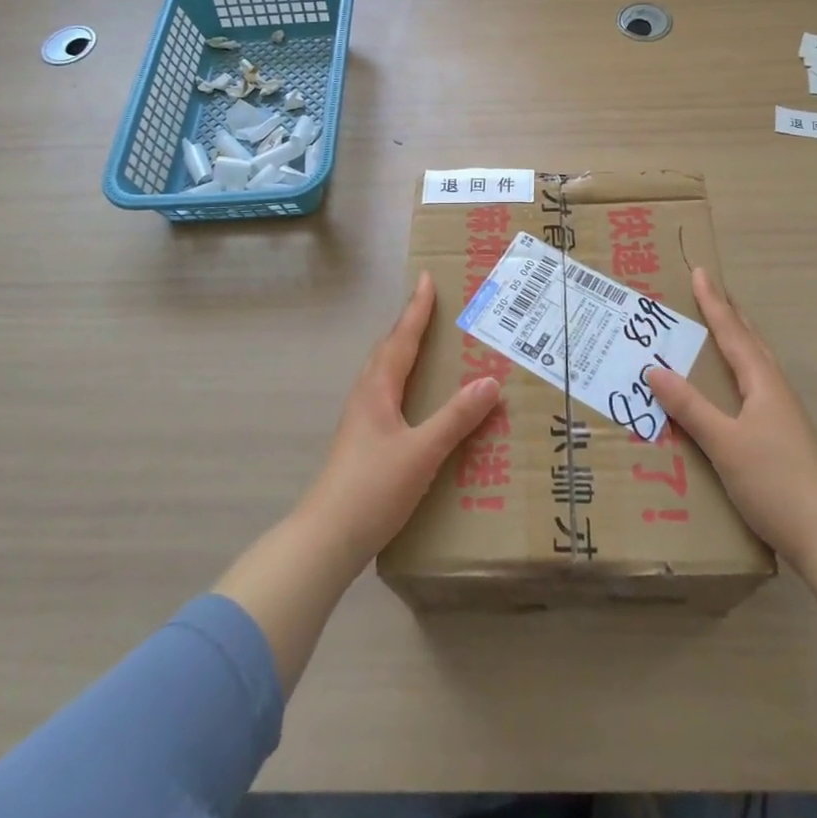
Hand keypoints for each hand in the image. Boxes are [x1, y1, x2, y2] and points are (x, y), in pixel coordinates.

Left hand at [297, 272, 501, 566]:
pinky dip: (403, 380)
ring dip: (404, 351)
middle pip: (388, 350)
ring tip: (427, 346)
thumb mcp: (422, 452)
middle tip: (431, 306)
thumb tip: (489, 382)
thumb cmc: (373, 488)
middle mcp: (366, 397)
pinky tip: (416, 400)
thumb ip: (456, 418)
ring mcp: (360, 421)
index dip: (416, 309)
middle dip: (409, 325)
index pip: (401, 339)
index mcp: (378, 390)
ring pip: (384, 373)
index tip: (426, 279)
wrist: (326, 538)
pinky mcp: (362, 442)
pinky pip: (386, 394)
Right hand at [647, 267, 816, 562]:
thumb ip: (689, 406)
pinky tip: (731, 385)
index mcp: (763, 382)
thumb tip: (654, 368)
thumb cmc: (773, 481)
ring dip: (738, 339)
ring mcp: (783, 413)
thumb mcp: (724, 442)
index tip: (700, 273)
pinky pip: (755, 384)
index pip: (732, 333)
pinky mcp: (783, 435)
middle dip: (730, 314)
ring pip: (756, 362)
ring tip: (721, 327)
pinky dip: (739, 368)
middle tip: (712, 290)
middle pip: (750, 340)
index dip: (714, 303)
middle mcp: (775, 389)